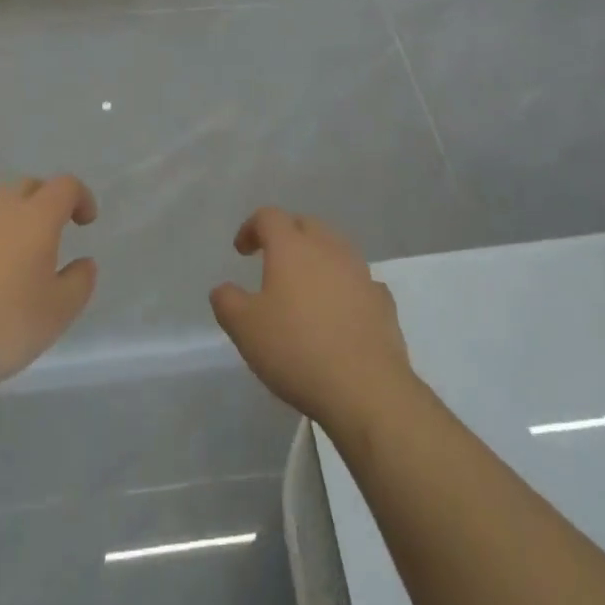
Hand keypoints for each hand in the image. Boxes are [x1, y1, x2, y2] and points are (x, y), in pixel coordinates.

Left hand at [0, 175, 98, 395]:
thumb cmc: (4, 327)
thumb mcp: (60, 312)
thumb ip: (80, 281)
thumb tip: (83, 262)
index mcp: (35, 216)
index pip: (65, 186)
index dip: (81, 198)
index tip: (85, 222)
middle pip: (27, 186)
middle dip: (44, 201)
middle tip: (51, 232)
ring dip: (7, 216)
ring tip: (11, 249)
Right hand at [209, 207, 413, 428]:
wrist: (366, 387)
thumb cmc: (297, 349)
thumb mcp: (245, 329)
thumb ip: (227, 302)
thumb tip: (223, 289)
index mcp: (292, 246)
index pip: (268, 217)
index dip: (251, 227)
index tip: (242, 250)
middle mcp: (328, 247)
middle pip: (305, 225)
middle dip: (287, 236)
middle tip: (273, 260)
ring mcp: (360, 271)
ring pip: (335, 249)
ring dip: (318, 259)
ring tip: (306, 287)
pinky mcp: (382, 300)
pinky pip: (359, 281)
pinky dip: (345, 287)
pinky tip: (340, 311)